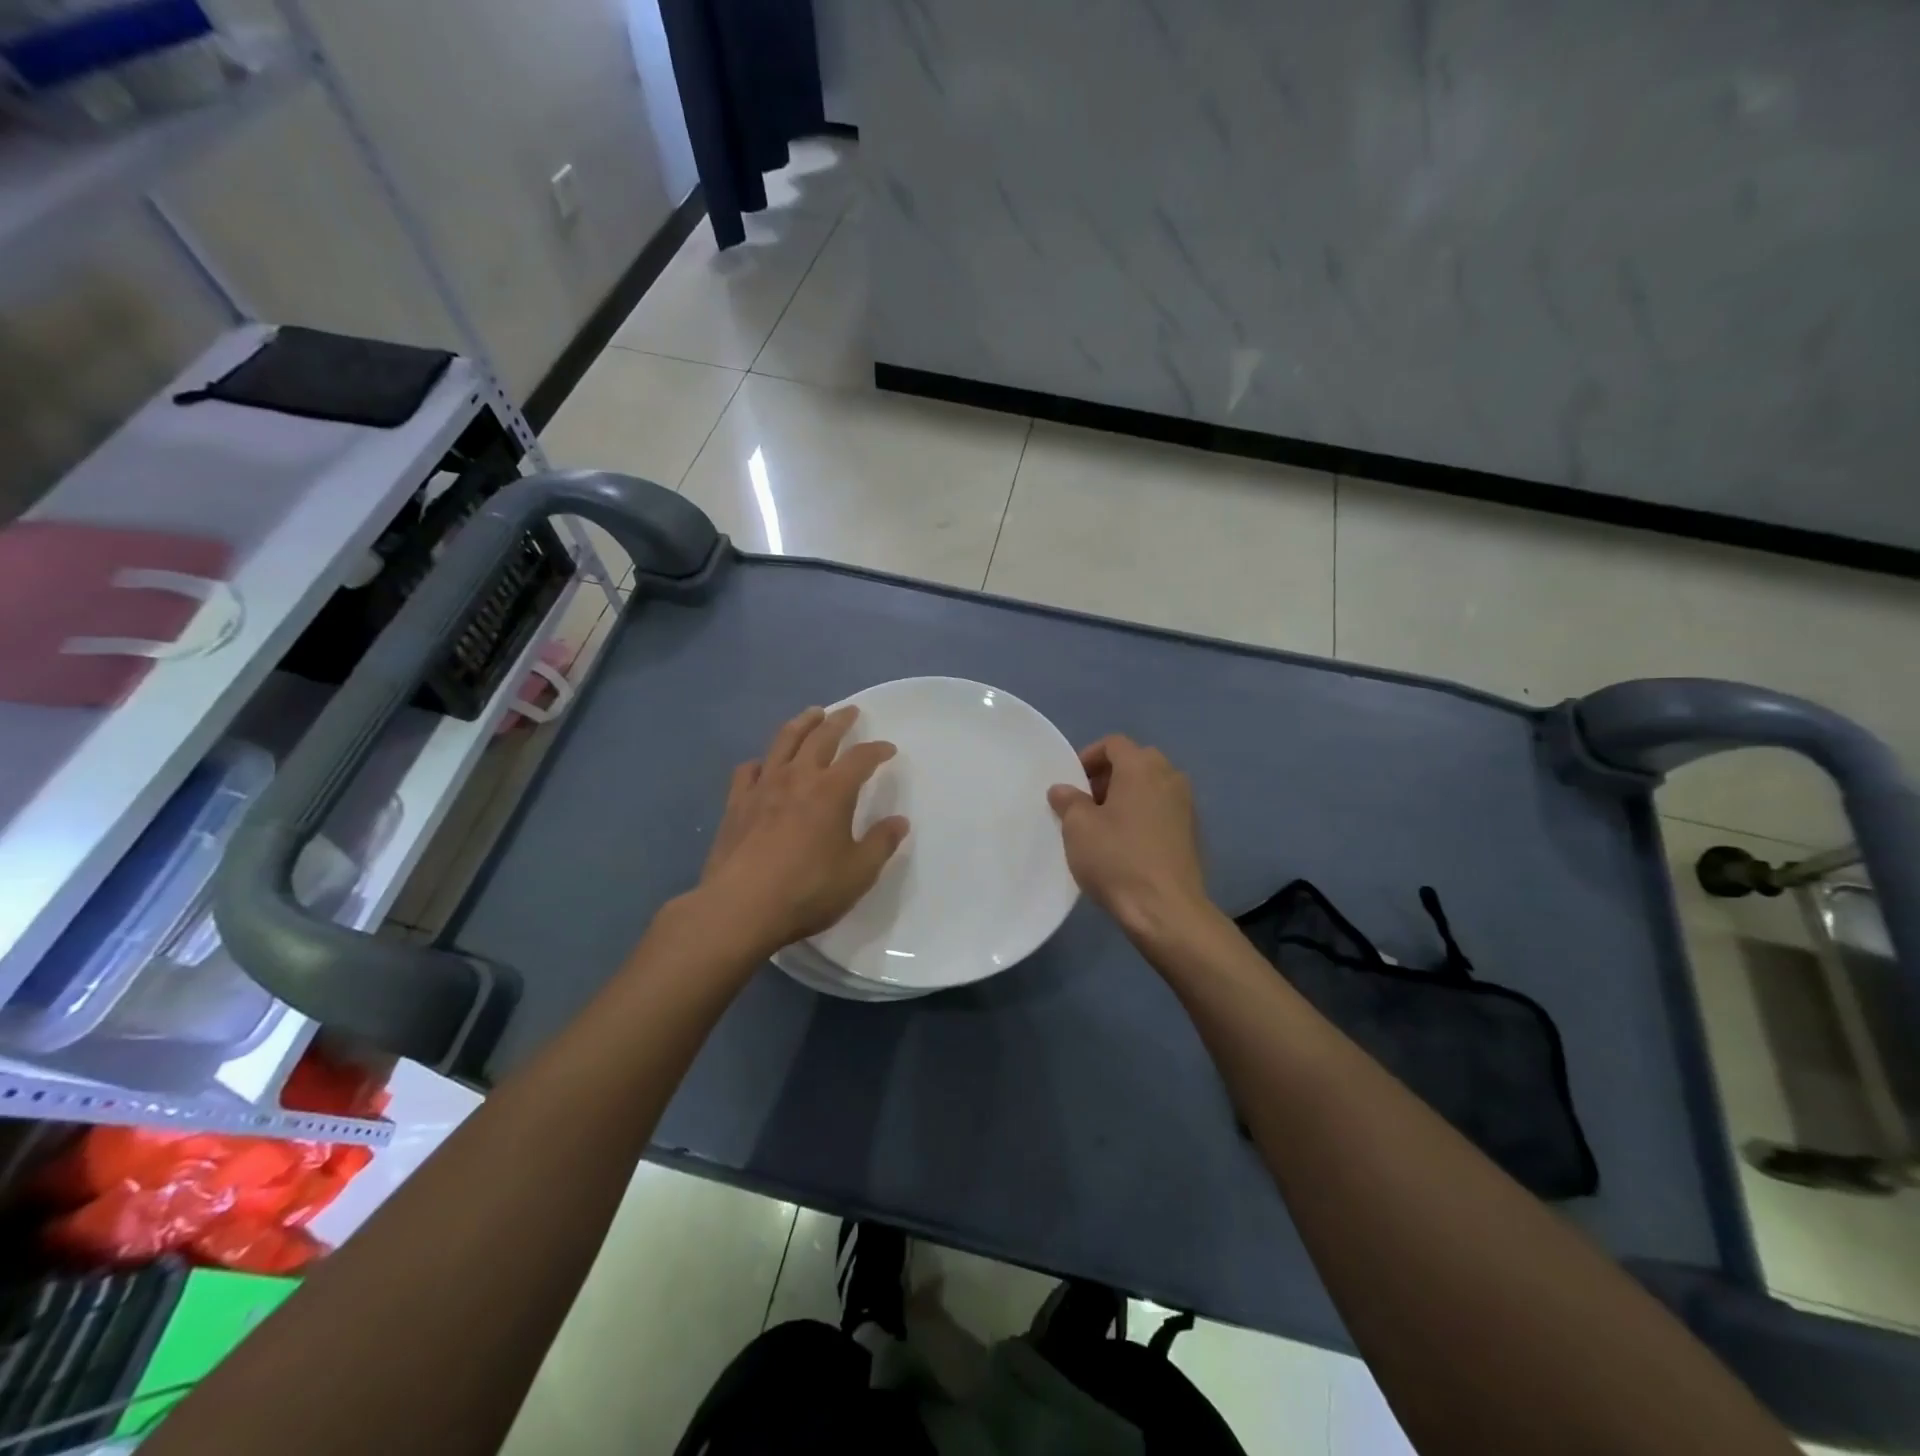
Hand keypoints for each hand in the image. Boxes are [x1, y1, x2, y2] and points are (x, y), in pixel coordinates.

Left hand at [695, 705, 909, 953]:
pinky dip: (762, 761)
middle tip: (849, 711)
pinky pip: (749, 770)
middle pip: (820, 736)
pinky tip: (765, 765)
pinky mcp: (736, 803)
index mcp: (833, 790)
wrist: (740, 907)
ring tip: (812, 714)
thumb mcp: (858, 873)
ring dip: (801, 723)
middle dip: (838, 721)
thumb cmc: (808, 890)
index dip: (877, 750)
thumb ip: (881, 844)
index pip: (860, 758)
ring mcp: (763, 787)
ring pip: (783, 741)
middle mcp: (798, 777)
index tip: (888, 749)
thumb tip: (899, 822)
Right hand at [1047, 735, 1210, 942]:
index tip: (1073, 783)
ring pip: (1152, 787)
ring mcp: (1187, 806)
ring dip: (1128, 796)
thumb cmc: (1116, 859)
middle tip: (1087, 803)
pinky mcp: (1193, 833)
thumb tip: (1063, 789)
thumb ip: (1068, 801)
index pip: (1114, 744)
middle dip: (1109, 776)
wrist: (1165, 910)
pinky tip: (1128, 845)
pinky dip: (1145, 816)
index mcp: (1142, 767)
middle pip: (1136, 762)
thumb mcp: (1078, 828)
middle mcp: (1170, 778)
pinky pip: (1163, 810)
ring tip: (1105, 825)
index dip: (1089, 757)